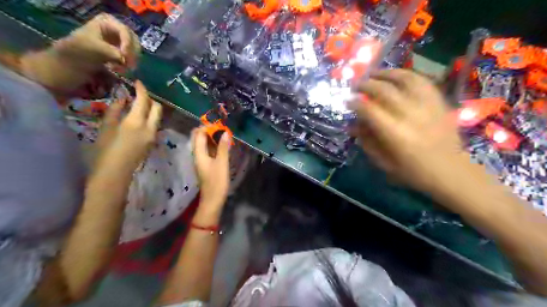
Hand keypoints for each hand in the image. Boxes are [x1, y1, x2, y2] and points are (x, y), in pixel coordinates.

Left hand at [54, 13, 138, 72]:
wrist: (73, 61)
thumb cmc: (79, 50)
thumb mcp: (93, 47)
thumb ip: (110, 51)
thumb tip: (123, 58)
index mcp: (107, 21)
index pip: (125, 31)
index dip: (128, 44)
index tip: (124, 56)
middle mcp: (117, 29)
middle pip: (134, 41)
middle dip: (131, 54)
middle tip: (127, 65)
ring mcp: (121, 41)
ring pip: (135, 51)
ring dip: (131, 61)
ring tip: (121, 69)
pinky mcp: (123, 52)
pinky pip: (133, 58)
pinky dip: (129, 64)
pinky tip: (121, 70)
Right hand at [96, 80, 161, 172]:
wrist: (115, 174)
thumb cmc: (105, 151)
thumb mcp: (106, 127)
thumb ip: (115, 110)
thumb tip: (123, 98)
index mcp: (137, 122)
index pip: (144, 100)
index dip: (142, 89)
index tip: (138, 82)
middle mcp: (150, 127)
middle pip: (157, 108)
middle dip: (150, 99)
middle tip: (138, 94)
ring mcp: (154, 136)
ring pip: (157, 117)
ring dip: (151, 109)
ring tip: (137, 106)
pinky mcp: (153, 143)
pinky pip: (155, 126)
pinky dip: (150, 118)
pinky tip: (139, 119)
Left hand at [192, 126, 229, 209]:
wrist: (213, 199)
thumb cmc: (217, 181)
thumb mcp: (222, 163)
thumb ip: (223, 147)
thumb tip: (225, 132)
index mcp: (198, 153)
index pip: (198, 134)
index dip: (207, 127)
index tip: (220, 126)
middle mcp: (197, 155)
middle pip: (199, 138)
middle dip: (210, 132)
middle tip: (223, 130)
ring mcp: (202, 160)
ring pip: (204, 144)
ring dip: (213, 139)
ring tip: (225, 136)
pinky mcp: (207, 165)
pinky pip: (209, 151)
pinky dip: (215, 146)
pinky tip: (224, 146)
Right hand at [348, 70, 467, 193]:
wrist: (452, 172)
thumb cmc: (413, 172)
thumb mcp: (384, 163)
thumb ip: (367, 142)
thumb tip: (353, 125)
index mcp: (395, 134)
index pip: (369, 110)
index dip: (355, 103)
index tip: (347, 101)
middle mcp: (410, 115)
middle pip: (384, 90)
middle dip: (366, 85)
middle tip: (356, 85)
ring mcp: (427, 106)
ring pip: (405, 79)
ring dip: (386, 73)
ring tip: (374, 74)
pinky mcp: (439, 102)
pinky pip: (422, 81)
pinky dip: (407, 75)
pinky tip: (398, 76)